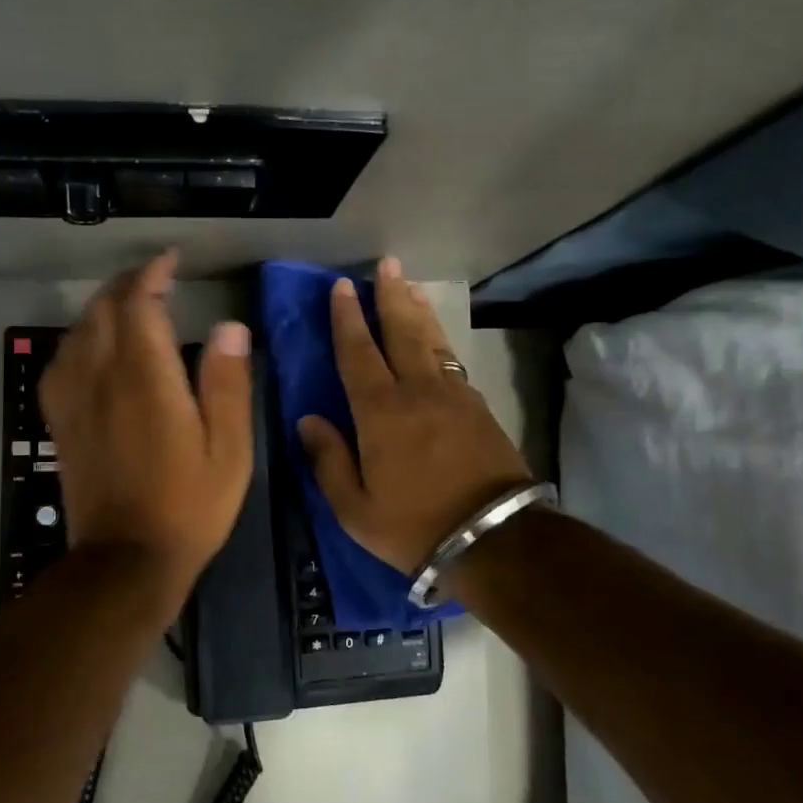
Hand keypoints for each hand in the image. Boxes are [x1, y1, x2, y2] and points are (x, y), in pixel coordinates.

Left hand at [39, 252, 253, 589]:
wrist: (126, 559)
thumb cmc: (189, 505)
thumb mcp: (229, 448)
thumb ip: (227, 383)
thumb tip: (229, 327)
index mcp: (145, 378)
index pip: (138, 303)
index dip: (152, 274)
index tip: (171, 260)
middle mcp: (100, 377)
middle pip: (102, 309)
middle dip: (127, 284)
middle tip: (156, 279)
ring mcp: (73, 399)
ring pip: (78, 331)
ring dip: (102, 308)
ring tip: (129, 306)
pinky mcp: (60, 422)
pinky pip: (61, 362)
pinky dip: (79, 340)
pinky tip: (94, 350)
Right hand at [298, 258, 531, 573]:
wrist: (495, 537)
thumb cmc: (414, 526)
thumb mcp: (355, 508)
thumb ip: (328, 460)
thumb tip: (307, 419)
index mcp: (380, 412)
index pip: (358, 352)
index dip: (347, 318)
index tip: (341, 287)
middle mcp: (417, 391)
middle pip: (401, 331)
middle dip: (390, 296)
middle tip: (387, 265)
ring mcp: (453, 395)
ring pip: (431, 340)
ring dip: (418, 309)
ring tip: (410, 285)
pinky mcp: (478, 406)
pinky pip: (452, 359)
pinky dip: (439, 338)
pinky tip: (435, 335)